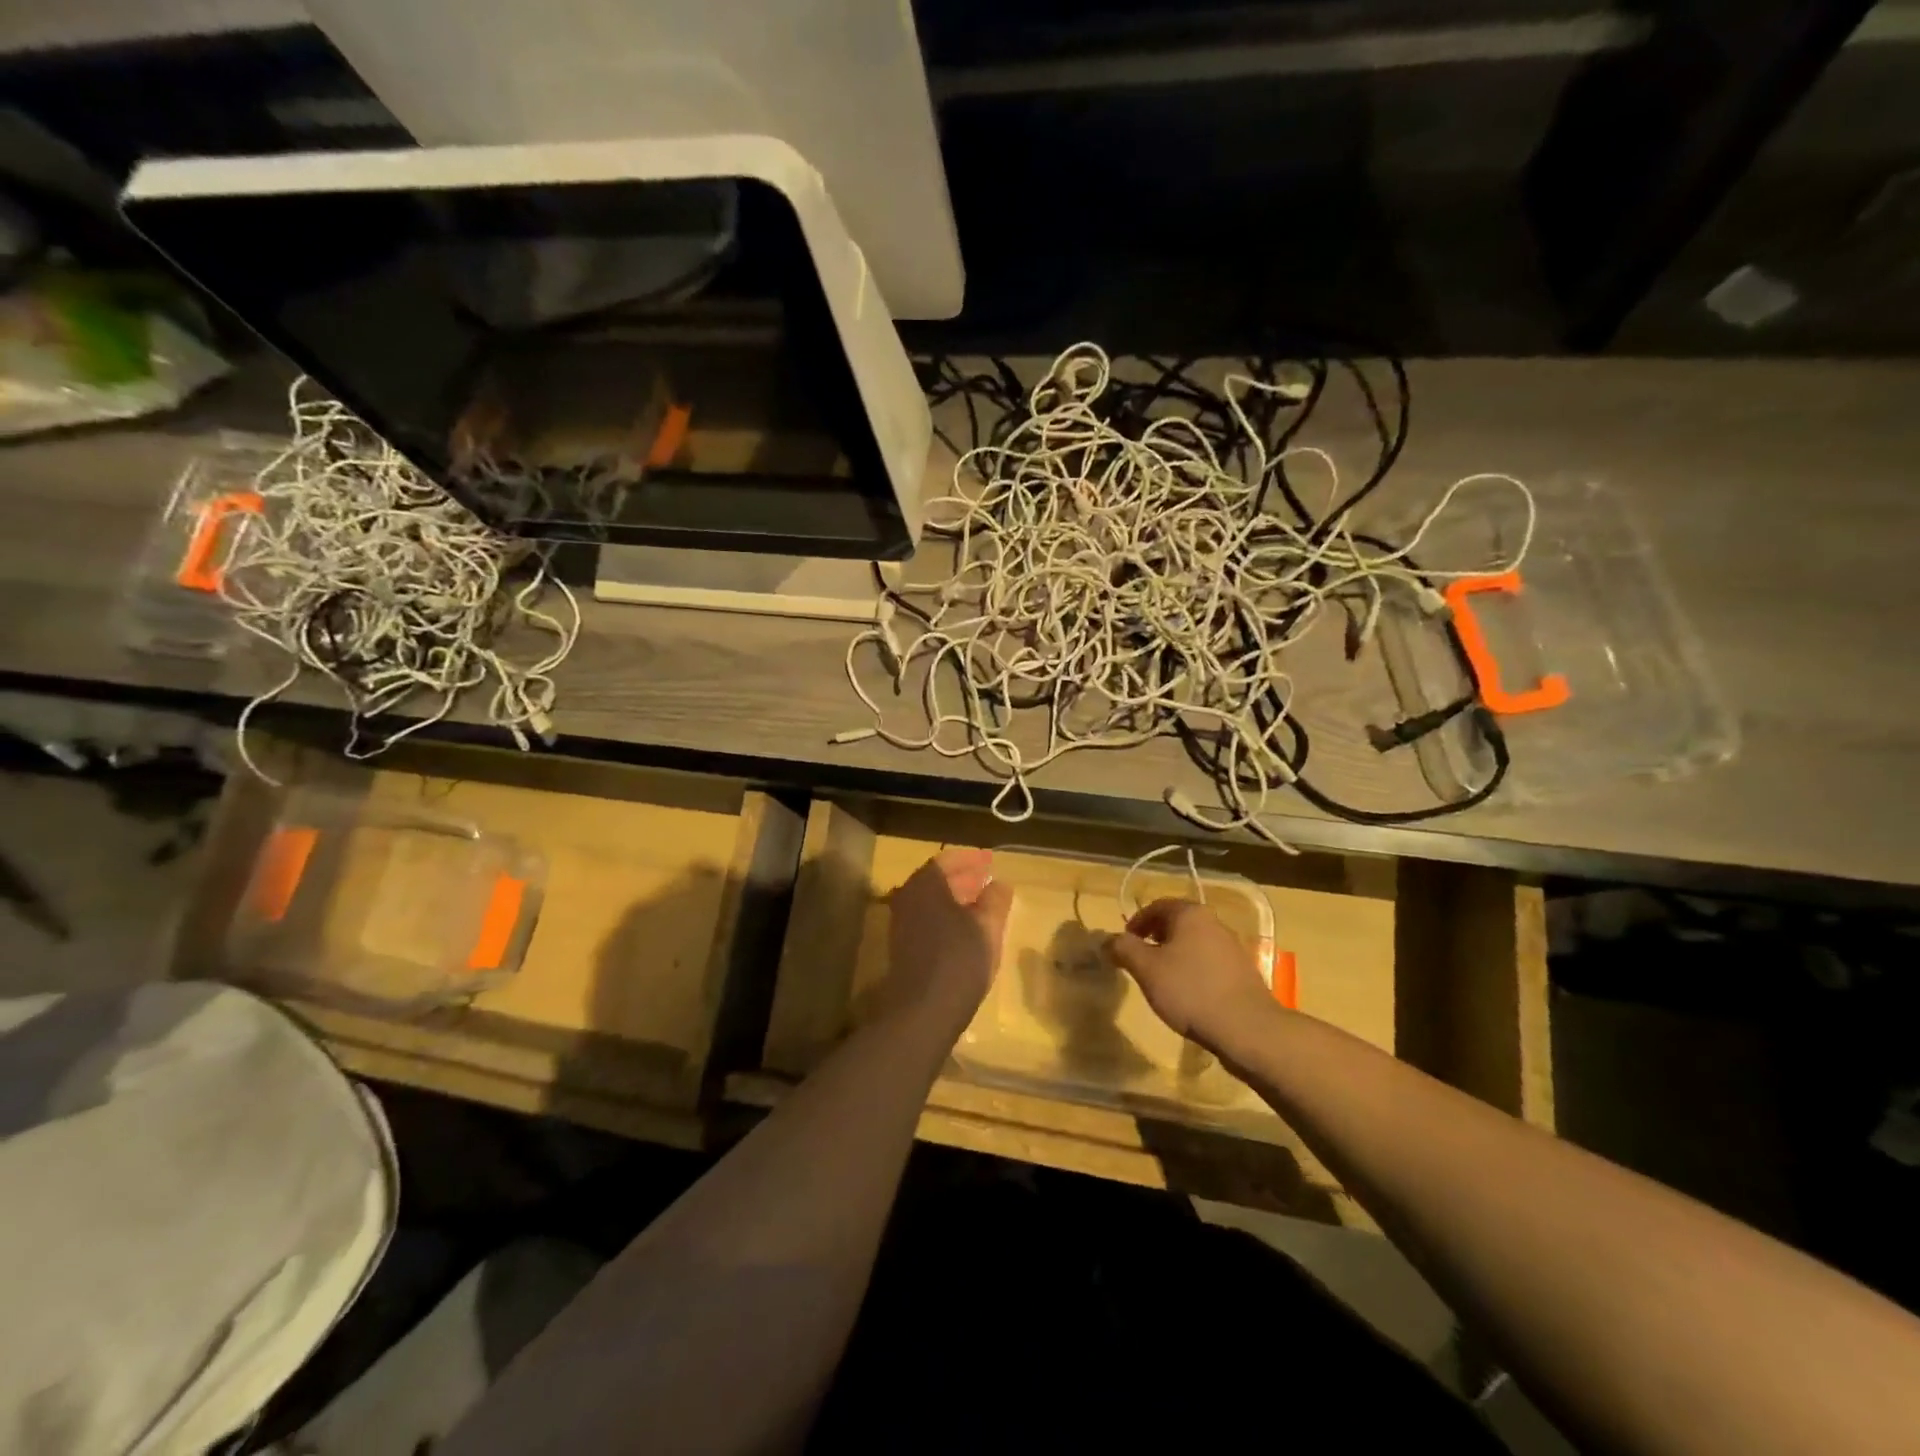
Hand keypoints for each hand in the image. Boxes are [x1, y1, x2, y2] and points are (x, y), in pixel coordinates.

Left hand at [878, 849, 1013, 1030]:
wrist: (922, 1011)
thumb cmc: (959, 960)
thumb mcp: (987, 927)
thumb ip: (995, 900)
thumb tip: (999, 884)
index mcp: (925, 884)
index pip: (948, 859)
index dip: (972, 859)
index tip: (991, 861)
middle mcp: (907, 897)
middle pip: (937, 879)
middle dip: (963, 877)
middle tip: (987, 880)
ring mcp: (901, 922)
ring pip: (931, 900)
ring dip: (955, 898)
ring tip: (982, 904)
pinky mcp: (902, 946)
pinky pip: (926, 918)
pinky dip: (946, 916)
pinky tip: (966, 929)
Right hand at [1108, 898, 1278, 1052]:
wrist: (1248, 1029)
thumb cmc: (1190, 991)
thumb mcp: (1146, 969)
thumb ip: (1123, 949)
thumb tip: (1107, 940)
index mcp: (1190, 914)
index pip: (1156, 906)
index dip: (1136, 923)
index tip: (1124, 945)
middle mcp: (1213, 922)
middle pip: (1176, 923)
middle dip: (1154, 938)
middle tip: (1139, 961)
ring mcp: (1232, 947)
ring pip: (1193, 943)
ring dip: (1173, 955)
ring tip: (1161, 980)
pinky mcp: (1242, 972)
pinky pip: (1209, 963)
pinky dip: (1192, 971)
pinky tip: (1187, 995)